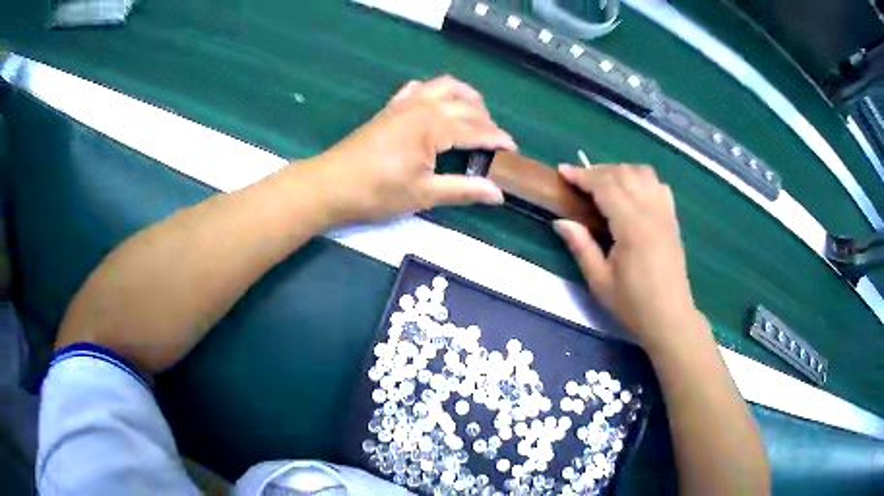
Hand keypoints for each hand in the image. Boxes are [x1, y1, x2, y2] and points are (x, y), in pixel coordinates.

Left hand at [309, 76, 516, 223]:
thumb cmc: (376, 193)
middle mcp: (423, 106)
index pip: (476, 129)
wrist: (330, 186)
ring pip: (445, 86)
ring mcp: (404, 103)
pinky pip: (419, 88)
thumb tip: (499, 194)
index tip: (514, 151)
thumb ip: (464, 190)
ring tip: (477, 116)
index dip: (498, 139)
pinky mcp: (391, 108)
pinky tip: (439, 104)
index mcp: (434, 125)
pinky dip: (436, 91)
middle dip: (487, 121)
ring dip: (466, 97)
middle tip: (496, 144)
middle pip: (466, 106)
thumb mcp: (424, 194)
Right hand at [553, 165, 704, 350]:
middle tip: (578, 181)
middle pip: (623, 173)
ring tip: (604, 184)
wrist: (669, 317)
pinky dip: (641, 179)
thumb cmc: (633, 304)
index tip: (562, 171)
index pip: (606, 186)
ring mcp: (665, 213)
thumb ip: (581, 247)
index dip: (582, 175)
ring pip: (643, 173)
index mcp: (632, 227)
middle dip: (597, 171)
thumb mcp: (600, 282)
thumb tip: (561, 221)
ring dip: (620, 171)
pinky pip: (658, 185)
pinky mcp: (672, 218)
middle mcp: (651, 212)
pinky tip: (632, 192)